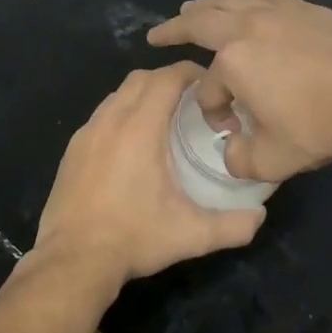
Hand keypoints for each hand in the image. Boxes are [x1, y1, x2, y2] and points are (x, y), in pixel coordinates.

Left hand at [33, 61, 266, 284]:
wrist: (73, 259)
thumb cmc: (133, 238)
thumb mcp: (191, 235)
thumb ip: (232, 225)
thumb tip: (260, 217)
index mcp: (139, 128)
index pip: (166, 78)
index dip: (189, 72)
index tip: (209, 84)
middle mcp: (110, 121)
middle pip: (140, 79)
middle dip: (166, 80)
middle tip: (191, 101)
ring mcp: (86, 134)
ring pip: (116, 95)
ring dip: (141, 96)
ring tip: (163, 120)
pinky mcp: (72, 150)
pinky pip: (100, 117)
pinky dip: (120, 116)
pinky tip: (130, 146)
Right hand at [146, 0, 331, 181]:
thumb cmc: (319, 126)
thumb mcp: (271, 159)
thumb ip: (239, 159)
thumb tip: (231, 152)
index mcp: (233, 60)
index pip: (209, 87)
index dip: (212, 111)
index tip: (230, 130)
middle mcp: (249, 26)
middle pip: (202, 21)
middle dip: (176, 28)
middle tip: (159, 33)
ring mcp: (279, 12)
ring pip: (232, 0)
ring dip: (208, 6)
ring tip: (195, 8)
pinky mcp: (307, 9)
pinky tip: (246, 2)